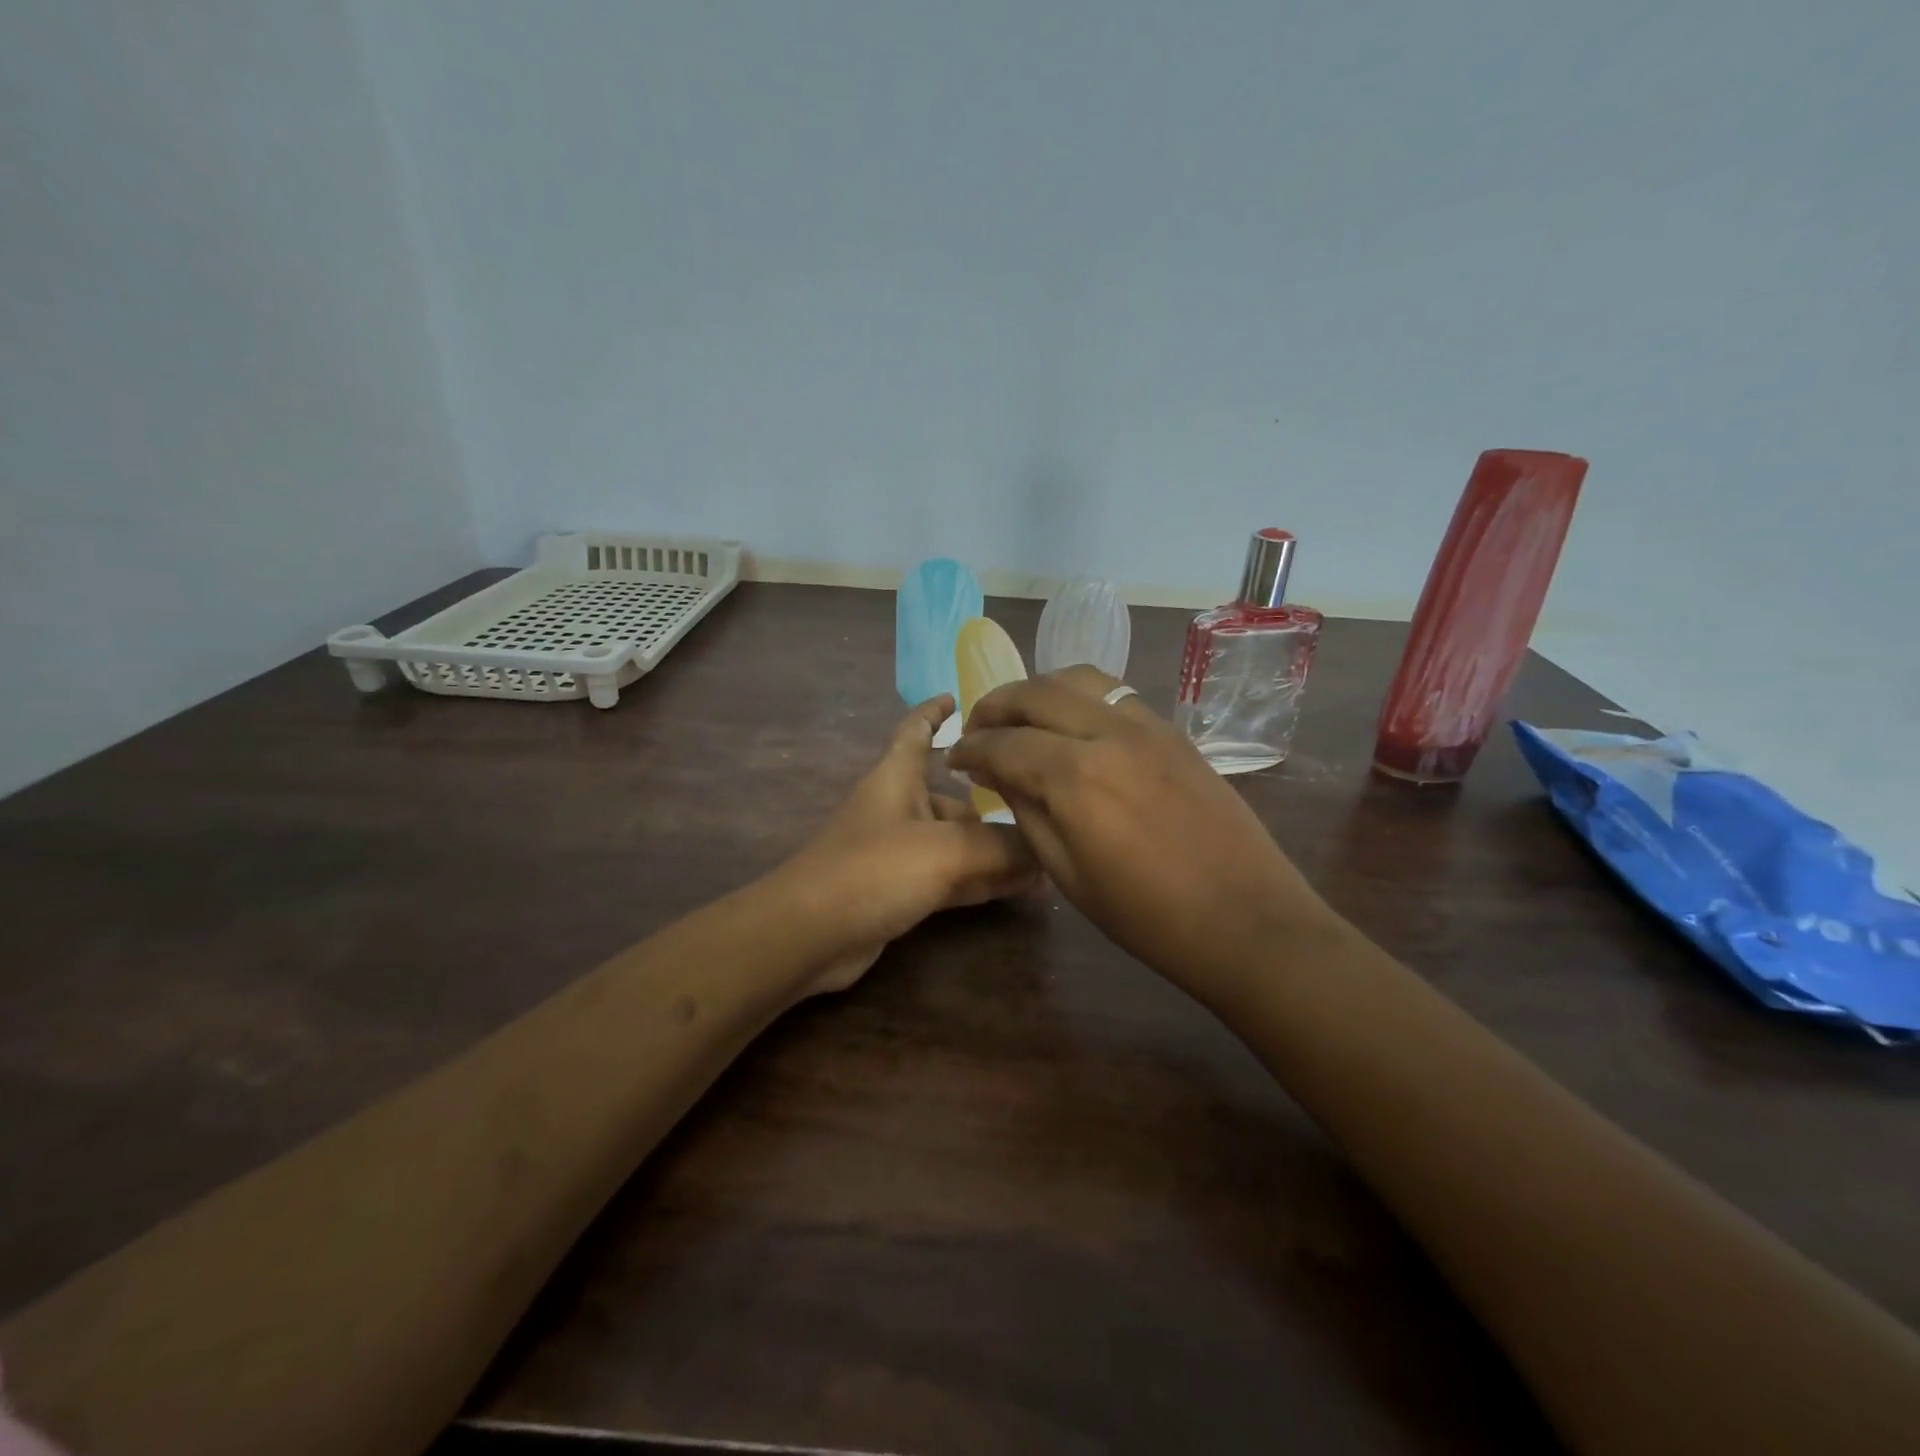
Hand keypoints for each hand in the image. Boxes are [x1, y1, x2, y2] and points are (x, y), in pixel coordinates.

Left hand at [784, 695, 1038, 993]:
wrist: (810, 935)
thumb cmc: (873, 870)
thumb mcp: (944, 851)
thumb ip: (1001, 847)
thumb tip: (1047, 848)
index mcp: (896, 778)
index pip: (915, 731)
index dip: (934, 712)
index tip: (960, 697)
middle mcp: (898, 809)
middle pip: (952, 796)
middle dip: (994, 803)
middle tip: (1045, 807)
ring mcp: (898, 853)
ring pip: (958, 842)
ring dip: (997, 850)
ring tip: (1049, 856)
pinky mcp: (900, 892)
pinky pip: (952, 877)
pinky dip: (983, 880)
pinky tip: (1024, 889)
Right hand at [948, 667, 1336, 988]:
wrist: (1245, 920)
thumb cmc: (1147, 916)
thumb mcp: (1067, 874)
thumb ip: (1026, 810)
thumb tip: (996, 773)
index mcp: (1075, 776)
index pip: (1003, 743)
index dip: (970, 749)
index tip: (954, 759)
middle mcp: (1108, 733)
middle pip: (1036, 692)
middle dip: (995, 706)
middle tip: (977, 730)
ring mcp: (1147, 725)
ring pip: (1078, 678)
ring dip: (1038, 690)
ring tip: (1020, 716)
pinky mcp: (1173, 731)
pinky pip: (1115, 694)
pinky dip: (1079, 696)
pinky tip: (1072, 724)